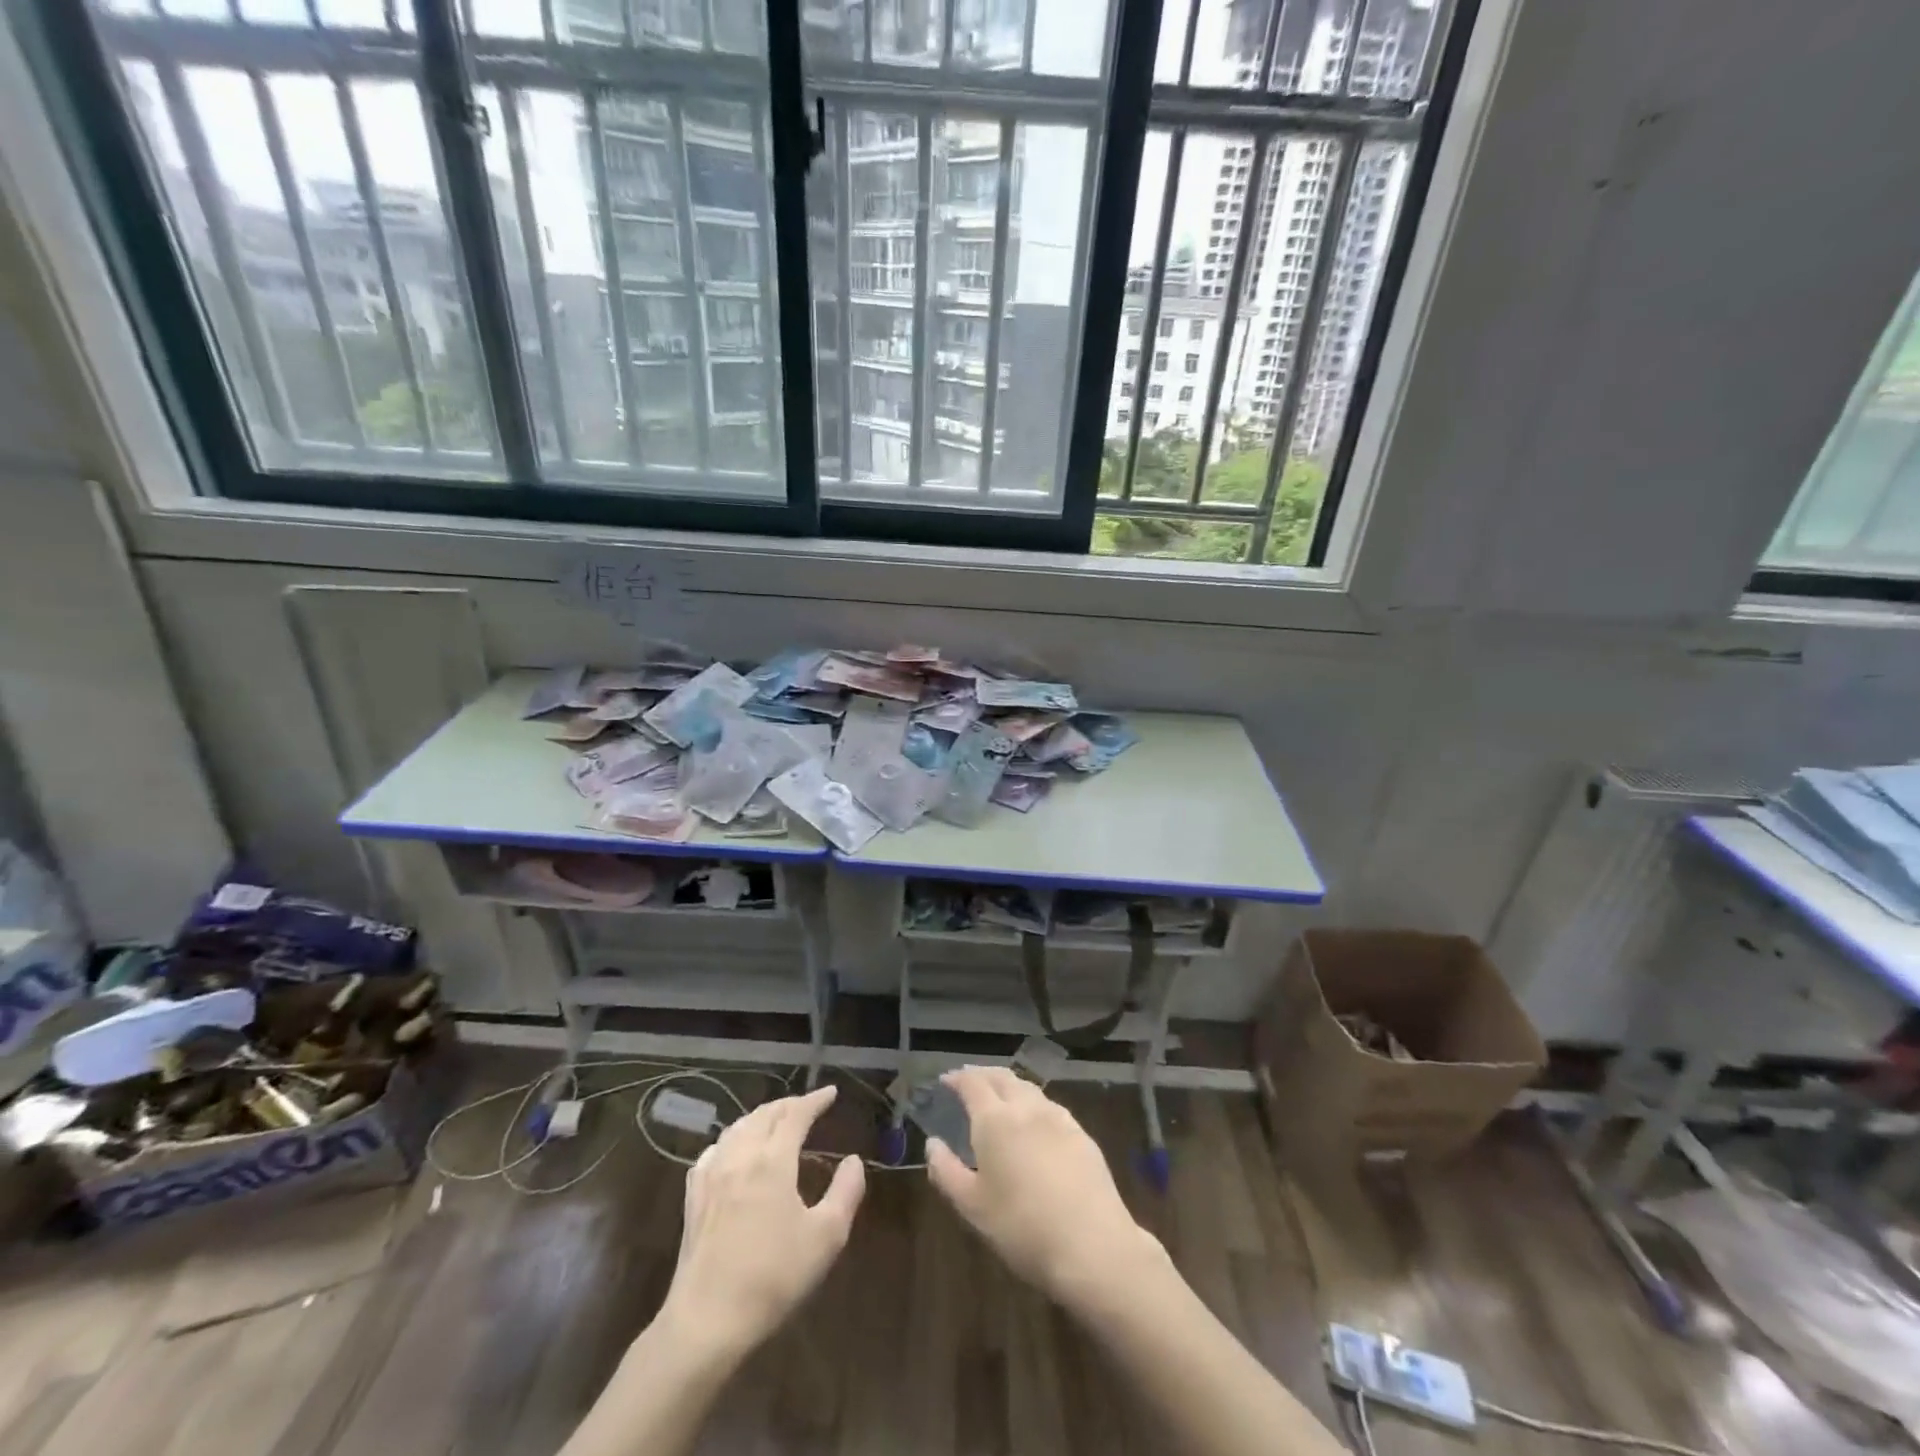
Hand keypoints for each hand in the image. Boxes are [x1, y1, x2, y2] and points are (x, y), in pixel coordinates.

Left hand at [659, 1084, 864, 1358]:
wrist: (707, 1321)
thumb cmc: (773, 1277)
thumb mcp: (826, 1237)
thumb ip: (845, 1192)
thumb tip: (853, 1161)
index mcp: (773, 1160)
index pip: (796, 1113)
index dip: (815, 1100)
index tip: (831, 1093)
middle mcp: (741, 1156)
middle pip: (765, 1114)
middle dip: (789, 1104)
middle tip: (808, 1105)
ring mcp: (712, 1175)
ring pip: (738, 1128)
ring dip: (761, 1117)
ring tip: (776, 1121)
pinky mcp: (693, 1197)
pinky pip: (714, 1150)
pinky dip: (732, 1138)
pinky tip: (733, 1150)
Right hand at [926, 1067, 1163, 1308]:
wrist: (1093, 1246)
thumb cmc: (1022, 1228)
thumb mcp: (972, 1207)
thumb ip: (946, 1171)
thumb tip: (932, 1144)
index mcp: (995, 1120)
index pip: (973, 1083)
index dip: (957, 1078)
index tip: (946, 1080)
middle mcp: (1027, 1108)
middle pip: (1002, 1077)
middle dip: (983, 1074)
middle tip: (969, 1081)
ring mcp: (1058, 1118)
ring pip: (1028, 1088)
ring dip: (1009, 1085)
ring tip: (999, 1098)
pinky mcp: (1081, 1134)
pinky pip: (1050, 1107)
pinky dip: (1033, 1103)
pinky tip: (1034, 1122)